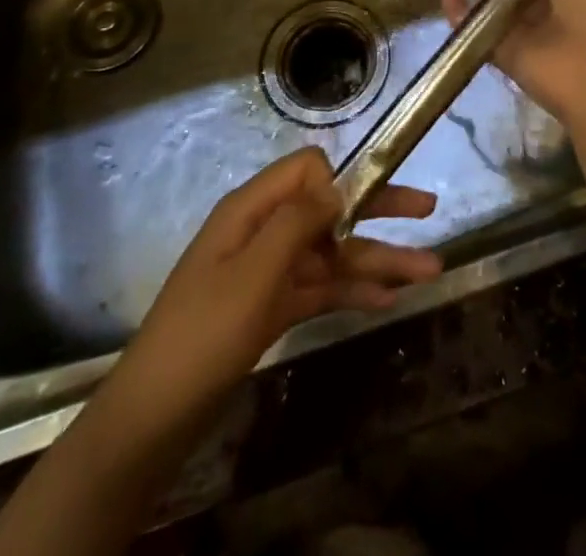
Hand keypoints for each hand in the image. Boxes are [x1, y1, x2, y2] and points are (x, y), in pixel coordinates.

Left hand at [97, 148, 440, 443]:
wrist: (155, 416)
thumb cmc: (204, 333)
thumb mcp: (253, 273)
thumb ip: (297, 222)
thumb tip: (338, 185)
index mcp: (252, 208)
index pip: (307, 169)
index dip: (340, 181)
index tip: (367, 211)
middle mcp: (263, 230)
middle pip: (329, 209)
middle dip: (377, 210)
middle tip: (428, 209)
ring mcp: (268, 270)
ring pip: (332, 253)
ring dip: (377, 259)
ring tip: (430, 271)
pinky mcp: (272, 307)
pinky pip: (320, 288)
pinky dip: (353, 290)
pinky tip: (390, 299)